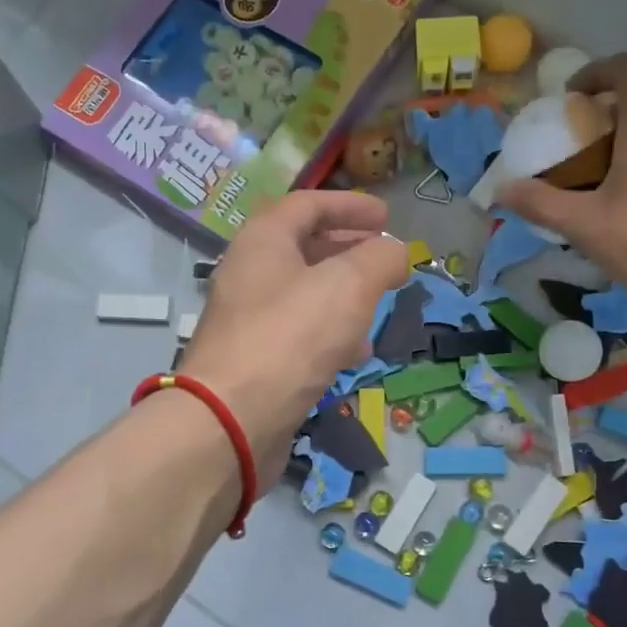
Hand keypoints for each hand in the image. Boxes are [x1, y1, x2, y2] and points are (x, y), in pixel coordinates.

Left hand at [180, 190, 409, 477]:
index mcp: (263, 241)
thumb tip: (396, 251)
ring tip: (379, 308)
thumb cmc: (290, 337)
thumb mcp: (348, 285)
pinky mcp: (255, 361)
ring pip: (305, 295)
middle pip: (305, 249)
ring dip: (345, 296)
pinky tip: (355, 354)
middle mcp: (250, 274)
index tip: (387, 217)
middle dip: (350, 250)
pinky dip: (331, 334)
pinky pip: (299, 334)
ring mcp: (249, 320)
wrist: (230, 421)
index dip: (350, 205)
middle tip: (386, 260)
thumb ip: (380, 258)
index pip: (308, 205)